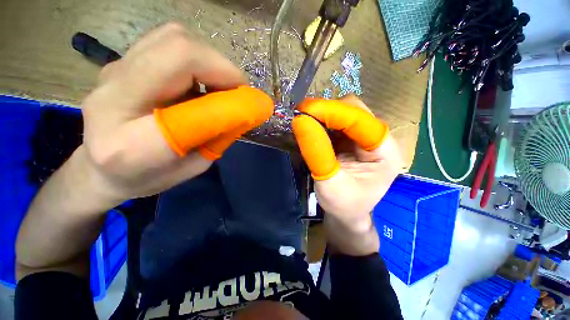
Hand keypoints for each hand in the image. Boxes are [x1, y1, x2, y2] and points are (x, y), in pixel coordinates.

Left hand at [81, 23, 272, 200]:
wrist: (100, 167)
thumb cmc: (149, 177)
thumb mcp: (194, 166)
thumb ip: (219, 137)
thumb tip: (246, 110)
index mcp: (132, 146)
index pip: (193, 113)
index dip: (231, 104)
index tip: (256, 106)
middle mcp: (113, 98)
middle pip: (177, 52)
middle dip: (222, 69)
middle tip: (239, 91)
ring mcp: (112, 72)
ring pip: (173, 38)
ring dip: (210, 60)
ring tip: (220, 85)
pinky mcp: (120, 62)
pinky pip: (166, 41)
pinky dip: (196, 56)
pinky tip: (200, 79)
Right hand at [292, 96, 403, 252]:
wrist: (347, 213)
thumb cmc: (344, 205)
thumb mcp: (329, 184)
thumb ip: (317, 153)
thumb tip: (300, 121)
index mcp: (385, 152)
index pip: (360, 119)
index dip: (333, 111)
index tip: (305, 110)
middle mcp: (378, 139)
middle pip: (353, 111)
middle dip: (326, 111)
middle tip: (301, 116)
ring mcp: (364, 137)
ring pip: (343, 113)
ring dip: (322, 115)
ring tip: (304, 122)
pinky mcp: (352, 139)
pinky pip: (336, 123)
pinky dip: (322, 122)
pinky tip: (311, 128)